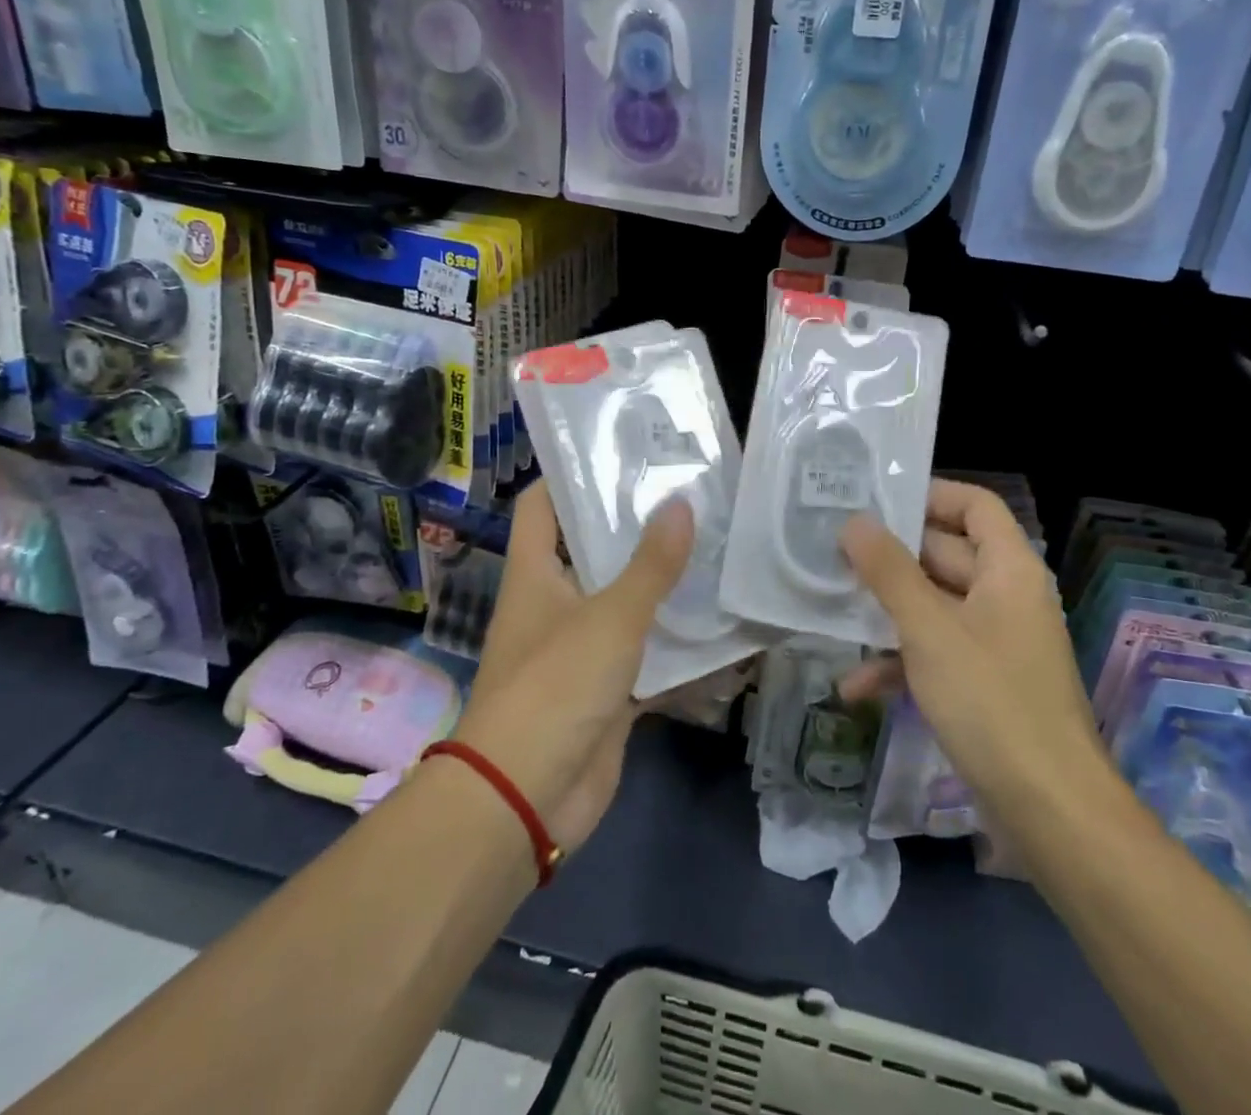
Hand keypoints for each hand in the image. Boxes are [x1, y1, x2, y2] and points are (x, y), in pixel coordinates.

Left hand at [455, 481, 693, 852]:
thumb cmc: (555, 687)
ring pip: (626, 604)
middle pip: (592, 551)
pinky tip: (723, 629)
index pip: (542, 505)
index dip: (571, 474)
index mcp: (535, 574)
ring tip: (716, 549)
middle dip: (636, 528)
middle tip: (691, 497)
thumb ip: (650, 565)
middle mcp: (554, 604)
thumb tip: (681, 503)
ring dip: (663, 586)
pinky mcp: (607, 691)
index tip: (621, 451)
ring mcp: (581, 649)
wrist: (527, 800)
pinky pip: (648, 658)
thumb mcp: (610, 618)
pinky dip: (679, 649)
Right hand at [837, 479, 1105, 806]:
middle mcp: (1006, 597)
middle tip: (833, 550)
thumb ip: (889, 571)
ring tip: (832, 608)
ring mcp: (994, 643)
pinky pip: (936, 653)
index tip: (875, 501)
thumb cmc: (991, 702)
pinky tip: (854, 686)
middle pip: (946, 554)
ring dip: (887, 611)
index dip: (930, 495)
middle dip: (890, 557)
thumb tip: (854, 521)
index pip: (975, 505)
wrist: (1050, 812)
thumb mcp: (929, 629)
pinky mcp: (982, 684)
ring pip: (934, 606)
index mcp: (1009, 570)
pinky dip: (899, 662)